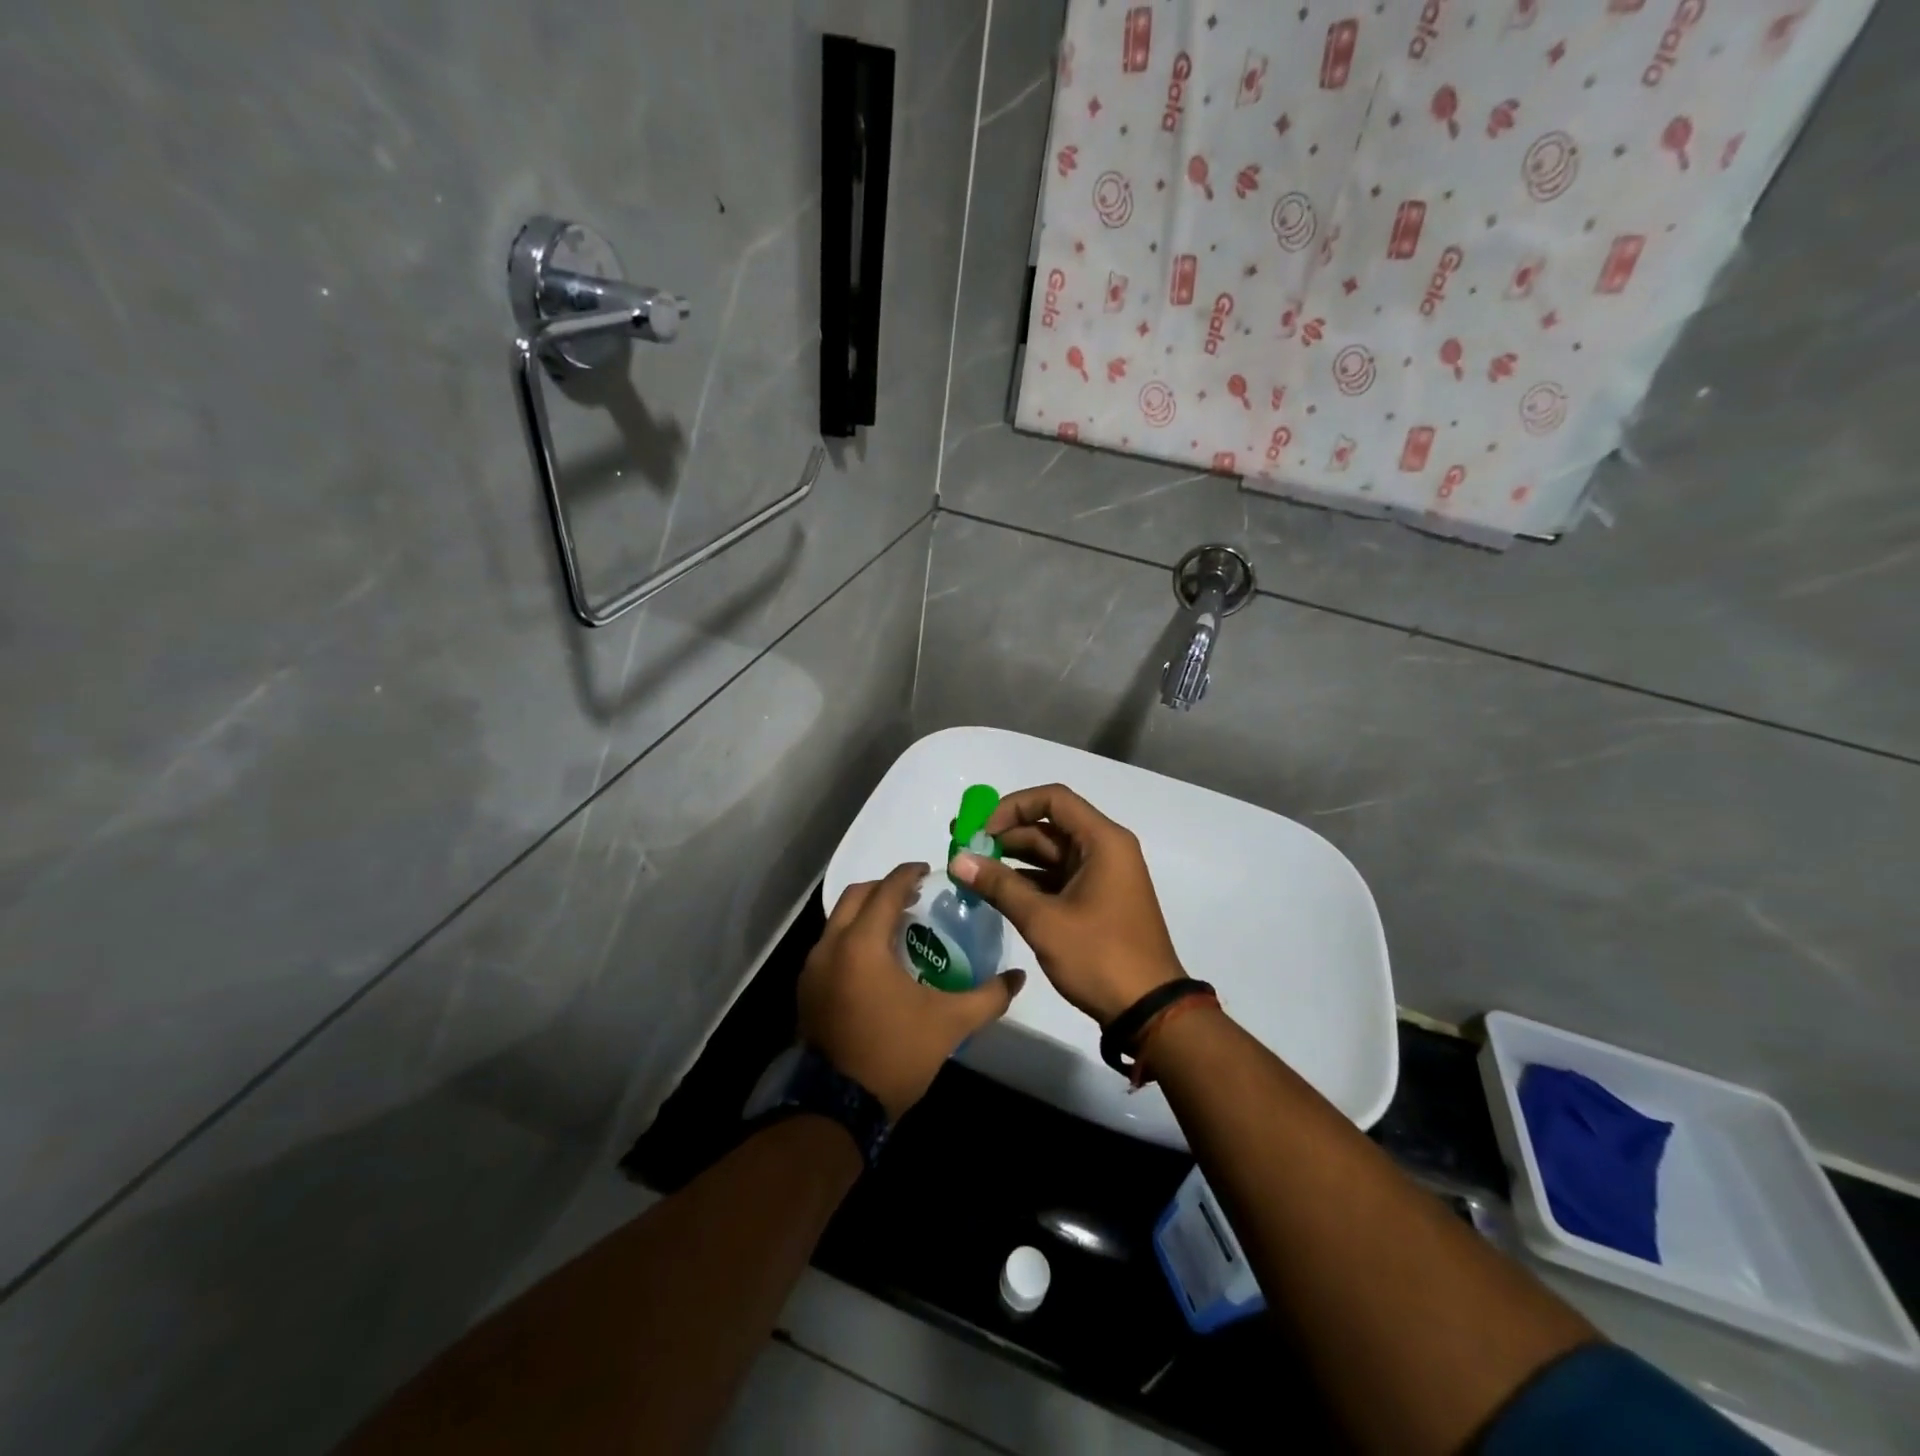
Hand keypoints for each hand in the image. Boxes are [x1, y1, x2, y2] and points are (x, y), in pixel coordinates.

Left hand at [798, 863, 1025, 1120]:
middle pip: (856, 896)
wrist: (838, 1107)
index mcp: (862, 943)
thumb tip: (1018, 978)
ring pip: (838, 920)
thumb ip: (988, 997)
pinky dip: (851, 937)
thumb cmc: (895, 1054)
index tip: (929, 871)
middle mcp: (830, 945)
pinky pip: (829, 945)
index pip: (886, 889)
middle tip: (914, 896)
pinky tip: (875, 961)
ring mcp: (812, 968)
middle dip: (885, 888)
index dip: (908, 873)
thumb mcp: (949, 1024)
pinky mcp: (805, 989)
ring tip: (897, 926)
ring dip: (866, 913)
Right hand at [949, 784, 1185, 1024]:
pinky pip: (1056, 878)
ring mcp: (1101, 877)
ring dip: (1012, 859)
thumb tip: (958, 860)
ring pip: (1050, 854)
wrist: (1149, 1011)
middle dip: (1005, 834)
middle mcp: (1104, 850)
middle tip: (962, 847)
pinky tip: (994, 892)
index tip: (982, 831)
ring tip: (970, 870)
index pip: (1053, 799)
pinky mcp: (1095, 901)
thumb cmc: (1100, 956)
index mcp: (1102, 842)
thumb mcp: (1044, 920)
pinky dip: (1027, 881)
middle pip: (1049, 826)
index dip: (1013, 807)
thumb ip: (999, 886)